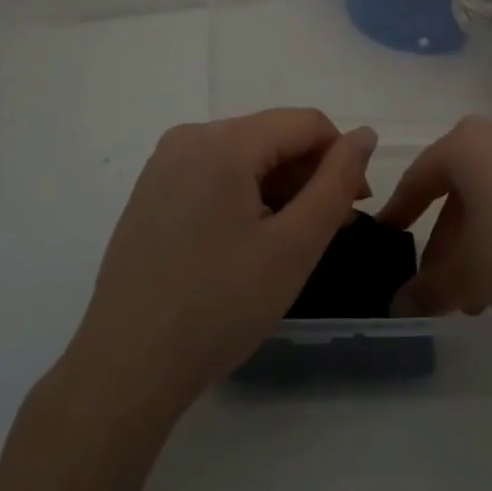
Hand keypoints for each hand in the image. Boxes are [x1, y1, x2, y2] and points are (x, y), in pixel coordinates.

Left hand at [70, 109, 377, 416]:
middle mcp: (188, 138)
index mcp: (222, 142)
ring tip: (292, 241)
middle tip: (329, 229)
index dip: (341, 157)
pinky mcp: (151, 192)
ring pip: (244, 156)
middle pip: (271, 136)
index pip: (305, 123)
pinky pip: (214, 174)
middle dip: (309, 175)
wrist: (127, 367)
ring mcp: (163, 165)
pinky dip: (245, 196)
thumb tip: (365, 135)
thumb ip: (336, 182)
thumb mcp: (294, 245)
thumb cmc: (220, 306)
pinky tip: (250, 242)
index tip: (356, 207)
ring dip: (279, 188)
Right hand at [378, 117, 491, 338]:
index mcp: (466, 144)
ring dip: (481, 244)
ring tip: (482, 297)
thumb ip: (429, 289)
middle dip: (447, 243)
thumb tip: (399, 308)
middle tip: (442, 288)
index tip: (388, 238)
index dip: (400, 212)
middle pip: (460, 191)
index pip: (419, 177)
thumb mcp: (469, 275)